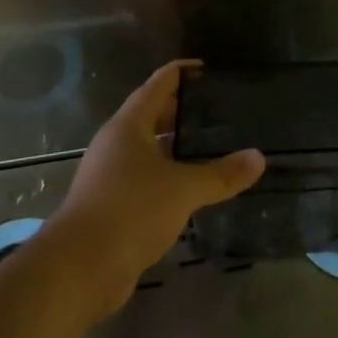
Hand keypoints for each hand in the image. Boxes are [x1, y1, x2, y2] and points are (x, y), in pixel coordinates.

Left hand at [46, 61, 263, 320]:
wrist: (78, 269)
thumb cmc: (130, 210)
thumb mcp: (183, 189)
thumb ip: (221, 174)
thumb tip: (259, 158)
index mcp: (128, 126)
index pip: (158, 85)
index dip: (182, 73)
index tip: (207, 68)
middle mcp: (116, 145)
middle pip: (151, 116)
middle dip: (182, 110)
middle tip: (219, 107)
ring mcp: (110, 176)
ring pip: (149, 150)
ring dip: (176, 146)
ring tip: (212, 144)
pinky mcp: (111, 207)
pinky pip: (146, 180)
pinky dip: (169, 176)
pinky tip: (192, 187)